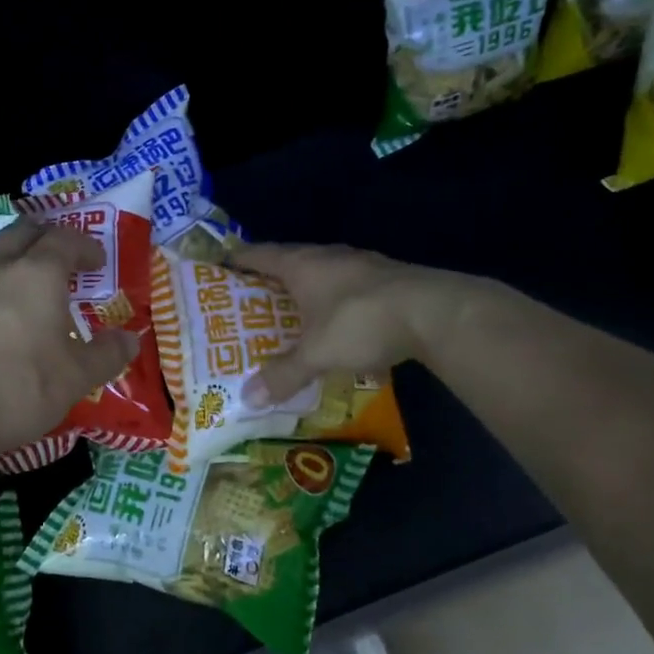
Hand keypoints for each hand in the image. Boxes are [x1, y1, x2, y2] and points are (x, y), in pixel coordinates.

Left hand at [0, 218, 141, 456]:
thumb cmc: (18, 387)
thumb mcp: (75, 378)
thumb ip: (106, 355)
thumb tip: (130, 339)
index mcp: (37, 274)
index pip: (64, 239)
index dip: (84, 246)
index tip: (97, 262)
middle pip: (21, 231)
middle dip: (44, 237)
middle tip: (60, 256)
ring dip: (11, 259)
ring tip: (24, 285)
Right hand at [231, 243, 474, 405]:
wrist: (434, 313)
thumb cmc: (360, 322)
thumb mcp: (316, 354)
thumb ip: (282, 374)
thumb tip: (247, 399)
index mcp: (302, 264)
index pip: (259, 254)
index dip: (237, 260)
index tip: (220, 268)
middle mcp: (328, 256)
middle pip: (290, 262)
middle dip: (271, 281)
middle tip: (251, 303)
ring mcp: (362, 264)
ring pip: (323, 274)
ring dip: (307, 292)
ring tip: (292, 316)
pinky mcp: (388, 279)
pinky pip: (350, 288)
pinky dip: (337, 304)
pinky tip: (340, 327)